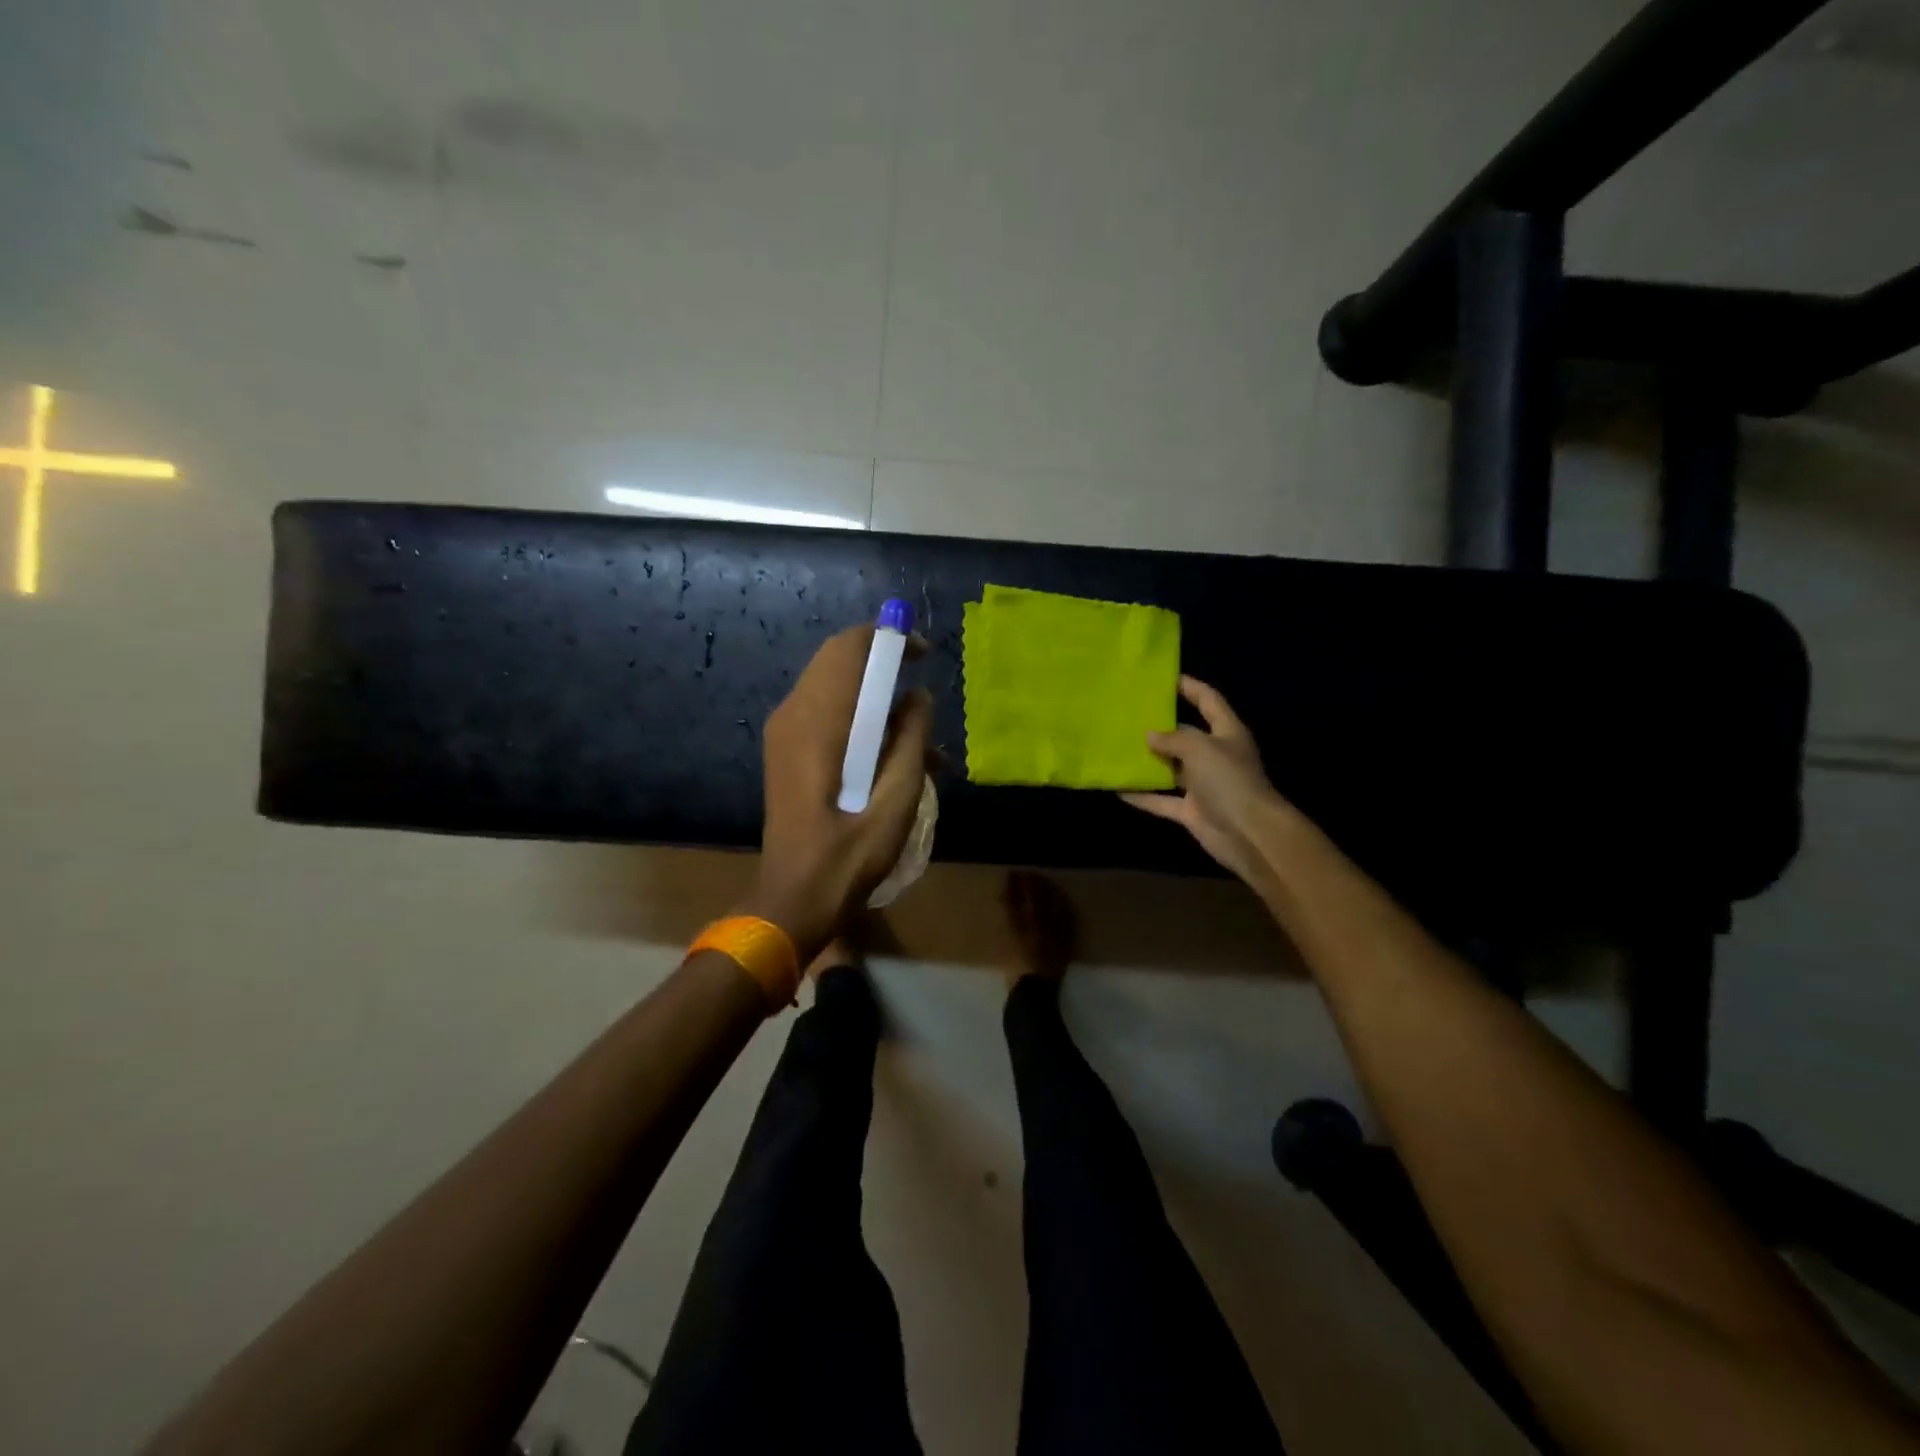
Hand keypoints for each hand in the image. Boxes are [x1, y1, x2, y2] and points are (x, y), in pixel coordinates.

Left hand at [746, 625, 934, 961]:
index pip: (849, 648)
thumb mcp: (897, 797)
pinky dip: (859, 718)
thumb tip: (918, 697)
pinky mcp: (787, 751)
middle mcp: (794, 714)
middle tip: (922, 687)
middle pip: (838, 659)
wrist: (795, 898)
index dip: (888, 638)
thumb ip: (912, 739)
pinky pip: (826, 712)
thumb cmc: (850, 854)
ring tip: (920, 737)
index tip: (923, 653)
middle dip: (883, 663)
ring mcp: (785, 732)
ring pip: (833, 686)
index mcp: (819, 721)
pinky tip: (893, 755)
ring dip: (875, 696)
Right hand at [1121, 676, 1290, 887]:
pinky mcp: (1191, 810)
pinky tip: (1119, 788)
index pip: (1209, 700)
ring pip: (1171, 768)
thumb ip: (1173, 738)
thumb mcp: (1199, 748)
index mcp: (1226, 733)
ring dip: (1148, 762)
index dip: (1190, 687)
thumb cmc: (1228, 779)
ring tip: (1118, 748)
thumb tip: (1150, 736)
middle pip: (1186, 735)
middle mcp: (1215, 756)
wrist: (1248, 833)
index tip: (1164, 678)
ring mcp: (1203, 785)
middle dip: (1160, 726)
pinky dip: (1143, 796)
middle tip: (1129, 715)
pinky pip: (1162, 800)